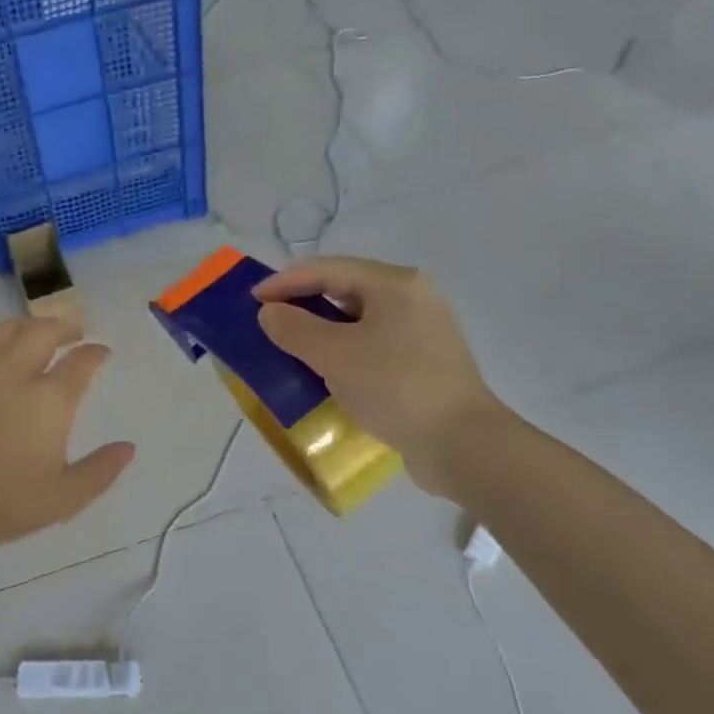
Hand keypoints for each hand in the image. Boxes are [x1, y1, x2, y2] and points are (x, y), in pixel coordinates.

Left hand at [0, 318, 134, 558]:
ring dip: (32, 325)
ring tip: (41, 332)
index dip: (96, 353)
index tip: (102, 352)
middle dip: (66, 328)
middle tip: (76, 333)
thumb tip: (129, 447)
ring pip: (10, 329)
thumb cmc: (3, 504)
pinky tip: (1, 343)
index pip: (81, 362)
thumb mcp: (64, 498)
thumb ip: (101, 470)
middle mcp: (16, 373)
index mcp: (49, 401)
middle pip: (45, 332)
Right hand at [253, 256, 502, 493]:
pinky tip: (325, 369)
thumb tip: (270, 312)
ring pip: (359, 319)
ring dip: (322, 329)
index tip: (251, 298)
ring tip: (290, 345)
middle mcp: (412, 297)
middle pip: (345, 289)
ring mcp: (421, 329)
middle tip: (268, 320)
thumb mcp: (336, 356)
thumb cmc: (396, 388)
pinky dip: (343, 350)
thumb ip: (295, 329)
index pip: (328, 269)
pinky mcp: (423, 360)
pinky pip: (372, 343)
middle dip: (303, 303)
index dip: (285, 281)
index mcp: (394, 284)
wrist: (462, 444)